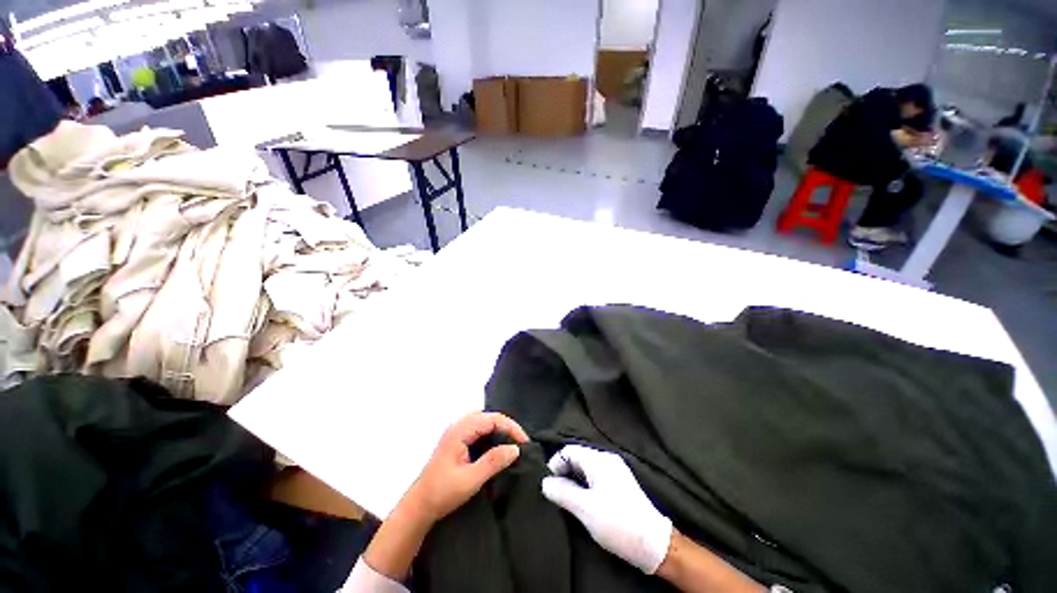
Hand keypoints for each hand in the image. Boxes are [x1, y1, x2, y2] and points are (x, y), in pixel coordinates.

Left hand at [363, 412, 528, 581]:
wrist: (418, 507)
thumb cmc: (442, 493)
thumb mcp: (471, 479)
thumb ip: (494, 461)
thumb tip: (515, 448)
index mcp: (460, 430)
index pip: (492, 419)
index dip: (511, 428)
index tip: (524, 443)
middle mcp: (458, 426)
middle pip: (489, 417)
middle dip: (507, 427)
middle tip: (521, 443)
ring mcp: (457, 432)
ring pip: (484, 423)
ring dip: (500, 430)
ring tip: (512, 444)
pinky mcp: (457, 441)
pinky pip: (479, 430)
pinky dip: (491, 436)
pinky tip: (498, 447)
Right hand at [541, 445, 672, 573]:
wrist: (654, 545)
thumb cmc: (617, 523)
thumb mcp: (585, 508)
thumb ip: (562, 492)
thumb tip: (545, 482)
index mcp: (599, 459)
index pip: (568, 451)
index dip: (555, 465)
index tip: (548, 486)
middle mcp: (607, 459)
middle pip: (577, 458)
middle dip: (563, 473)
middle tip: (555, 495)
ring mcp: (615, 471)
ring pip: (585, 469)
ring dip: (573, 481)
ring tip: (566, 501)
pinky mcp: (620, 485)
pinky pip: (594, 478)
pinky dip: (584, 486)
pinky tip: (582, 502)